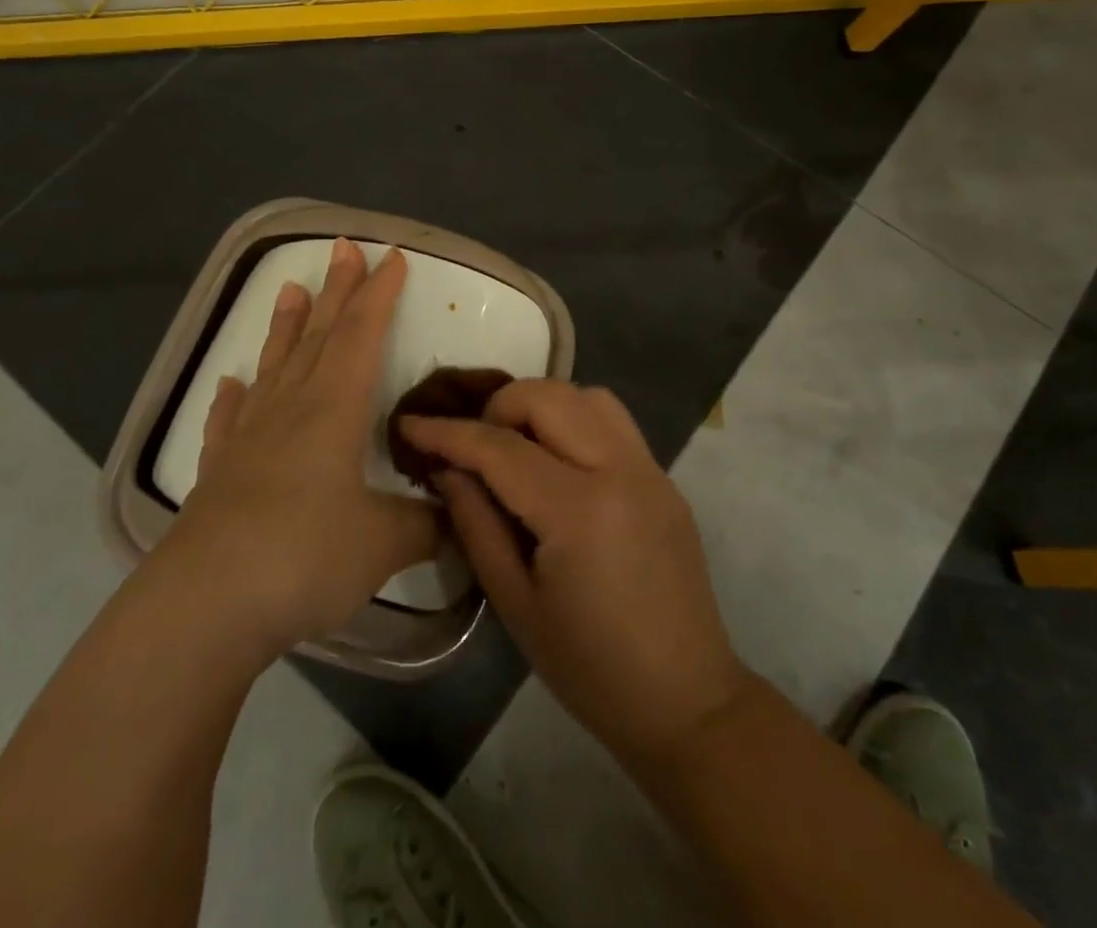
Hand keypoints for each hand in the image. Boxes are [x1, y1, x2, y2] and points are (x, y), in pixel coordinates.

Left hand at [163, 239, 438, 660]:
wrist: (205, 604)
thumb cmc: (304, 556)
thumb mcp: (383, 543)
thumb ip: (426, 525)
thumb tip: (458, 519)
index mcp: (333, 408)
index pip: (363, 335)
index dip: (380, 294)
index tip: (391, 256)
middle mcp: (290, 408)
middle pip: (319, 335)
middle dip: (338, 291)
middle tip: (343, 247)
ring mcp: (248, 436)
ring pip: (274, 365)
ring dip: (285, 326)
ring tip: (290, 287)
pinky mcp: (219, 470)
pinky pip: (228, 420)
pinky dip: (232, 397)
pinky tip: (230, 383)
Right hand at [400, 381, 750, 766]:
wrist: (685, 700)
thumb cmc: (589, 668)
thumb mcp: (514, 603)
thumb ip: (476, 524)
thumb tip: (448, 468)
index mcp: (580, 511)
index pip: (500, 448)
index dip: (448, 432)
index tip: (411, 424)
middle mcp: (620, 470)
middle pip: (548, 397)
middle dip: (497, 407)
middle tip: (473, 447)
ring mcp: (650, 468)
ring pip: (586, 395)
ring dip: (541, 406)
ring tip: (517, 447)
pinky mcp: (664, 477)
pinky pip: (613, 421)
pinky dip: (575, 420)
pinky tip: (557, 462)